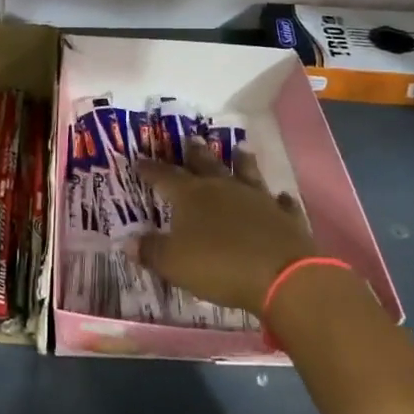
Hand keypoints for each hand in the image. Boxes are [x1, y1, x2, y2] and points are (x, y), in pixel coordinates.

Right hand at [135, 142, 318, 313]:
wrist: (281, 276)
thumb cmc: (219, 267)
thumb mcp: (174, 264)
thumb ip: (151, 251)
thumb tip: (128, 241)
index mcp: (191, 196)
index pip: (164, 176)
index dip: (150, 169)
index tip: (139, 160)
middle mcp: (223, 188)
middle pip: (206, 164)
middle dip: (195, 152)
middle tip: (192, 138)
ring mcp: (257, 199)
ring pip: (246, 173)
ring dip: (242, 161)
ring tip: (240, 148)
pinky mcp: (285, 216)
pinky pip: (280, 203)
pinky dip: (277, 199)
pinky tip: (279, 196)